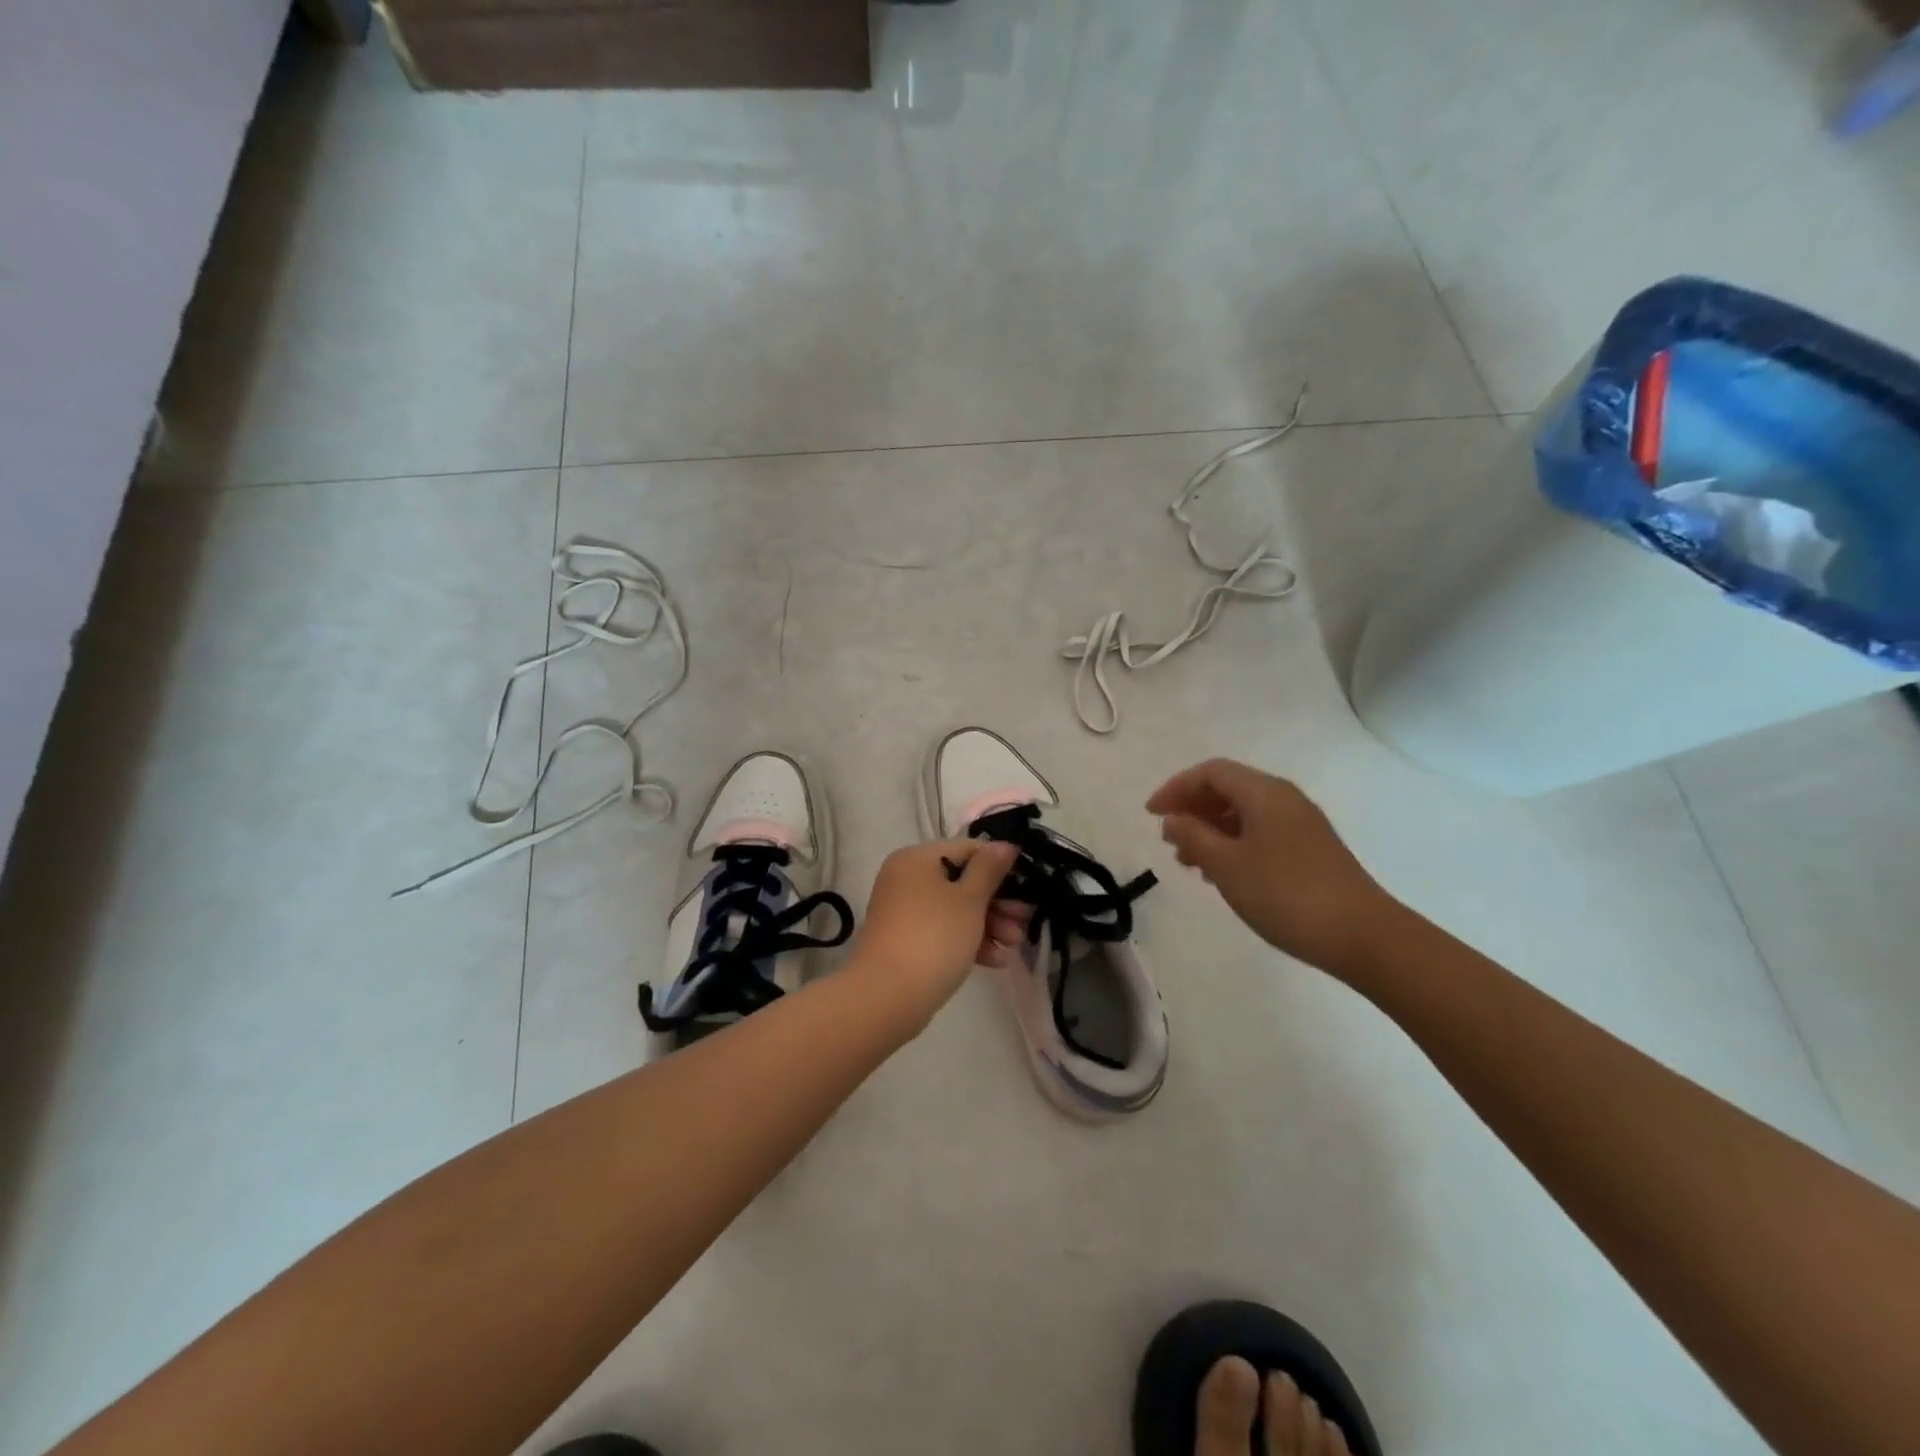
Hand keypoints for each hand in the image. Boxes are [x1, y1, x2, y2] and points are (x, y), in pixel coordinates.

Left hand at [846, 839, 1019, 1032]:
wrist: (887, 997)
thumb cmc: (934, 937)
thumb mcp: (969, 899)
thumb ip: (989, 869)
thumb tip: (1004, 845)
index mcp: (917, 859)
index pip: (967, 849)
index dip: (1000, 864)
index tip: (1028, 884)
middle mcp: (906, 879)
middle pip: (962, 881)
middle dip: (997, 902)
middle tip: (1024, 919)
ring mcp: (904, 912)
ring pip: (955, 909)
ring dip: (988, 924)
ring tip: (1013, 945)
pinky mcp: (906, 942)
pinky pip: (943, 931)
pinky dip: (968, 941)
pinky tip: (995, 960)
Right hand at [1147, 758, 1396, 978]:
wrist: (1362, 936)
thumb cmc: (1285, 894)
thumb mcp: (1226, 865)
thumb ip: (1193, 836)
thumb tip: (1172, 819)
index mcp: (1264, 793)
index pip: (1211, 772)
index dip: (1176, 787)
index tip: (1151, 815)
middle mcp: (1284, 799)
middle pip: (1228, 789)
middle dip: (1193, 809)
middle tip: (1169, 840)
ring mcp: (1301, 825)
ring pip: (1244, 813)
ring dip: (1210, 829)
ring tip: (1190, 862)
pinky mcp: (1310, 850)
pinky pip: (1260, 833)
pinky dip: (1233, 844)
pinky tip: (1222, 874)